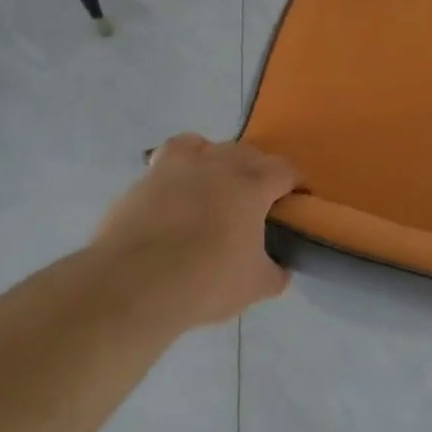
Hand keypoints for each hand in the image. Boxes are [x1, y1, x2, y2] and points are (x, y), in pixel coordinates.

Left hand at [92, 135, 299, 328]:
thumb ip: (275, 273)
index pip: (285, 170)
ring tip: (215, 184)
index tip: (297, 197)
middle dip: (258, 169)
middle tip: (258, 198)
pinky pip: (168, 159)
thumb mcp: (255, 287)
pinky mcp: (145, 179)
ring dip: (216, 158)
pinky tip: (177, 191)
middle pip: (247, 152)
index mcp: (251, 186)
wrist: (134, 283)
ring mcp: (177, 167)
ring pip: (205, 145)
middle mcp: (217, 165)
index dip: (295, 181)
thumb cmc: (206, 282)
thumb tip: (280, 269)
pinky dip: (179, 169)